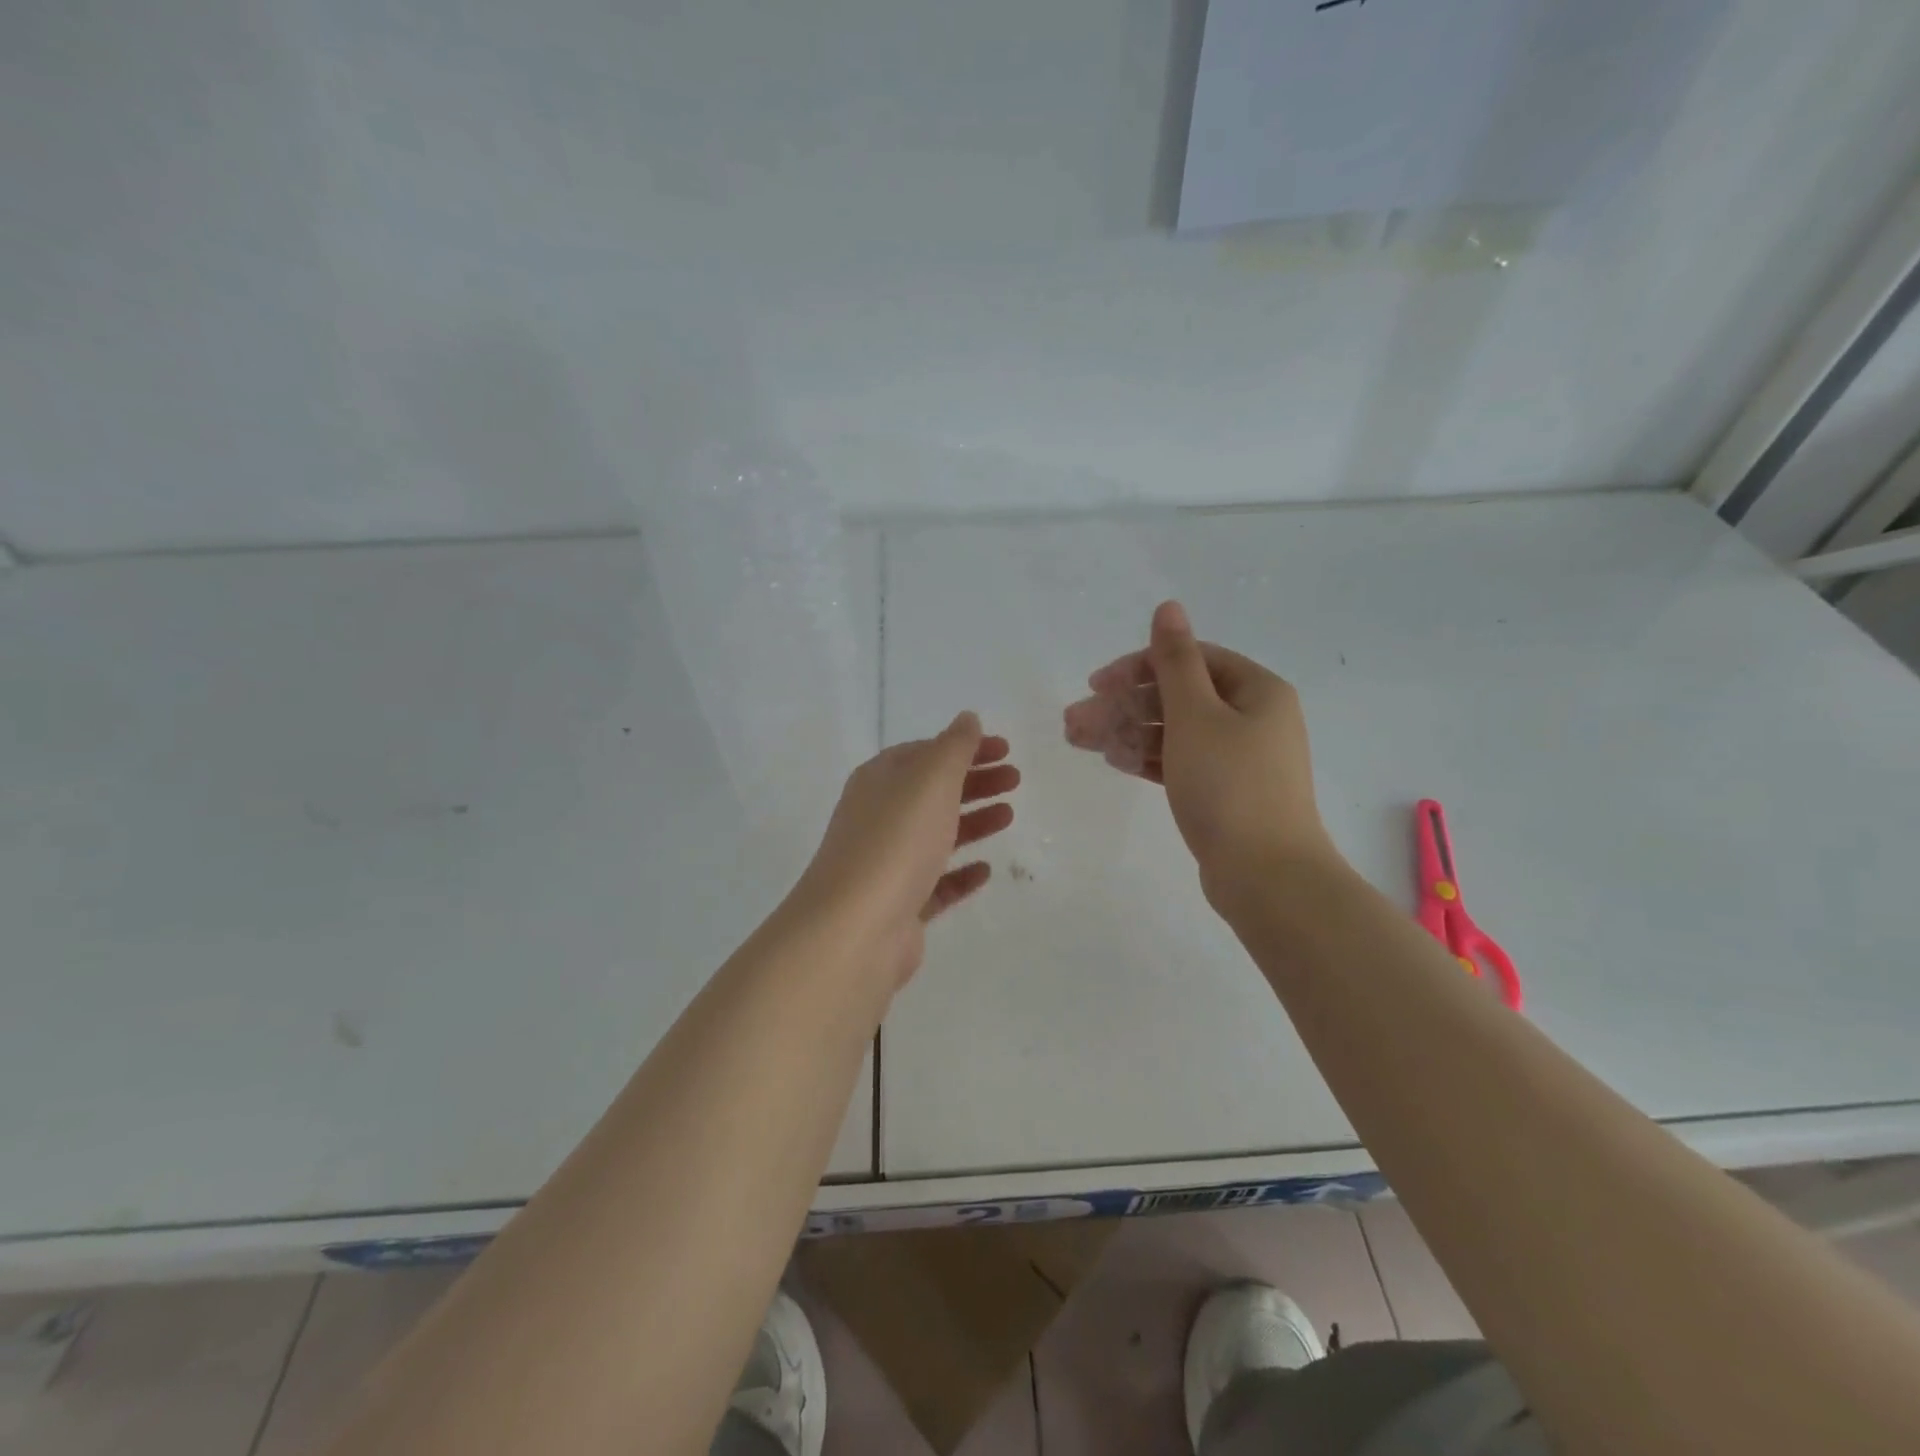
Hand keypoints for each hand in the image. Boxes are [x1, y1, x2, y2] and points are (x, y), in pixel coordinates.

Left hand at [794, 712, 1018, 985]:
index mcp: (879, 780)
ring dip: (973, 821)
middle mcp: (878, 816)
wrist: (856, 927)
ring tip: (1009, 816)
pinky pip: (935, 882)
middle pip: (932, 791)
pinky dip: (960, 873)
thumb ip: (954, 746)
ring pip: (936, 834)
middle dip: (975, 781)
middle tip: (1016, 780)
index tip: (1005, 749)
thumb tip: (967, 718)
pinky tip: (986, 870)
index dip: (965, 747)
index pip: (925, 752)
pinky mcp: (899, 905)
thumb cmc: (896, 840)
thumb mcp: (930, 779)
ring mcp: (887, 863)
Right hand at [1063, 601, 1337, 906]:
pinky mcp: (1226, 793)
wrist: (1267, 877)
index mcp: (1256, 690)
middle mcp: (1253, 718)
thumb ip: (1175, 661)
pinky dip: (1149, 758)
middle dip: (1123, 705)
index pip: (1190, 660)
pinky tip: (1114, 760)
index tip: (1096, 684)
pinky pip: (1182, 762)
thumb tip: (1169, 606)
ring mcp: (1240, 759)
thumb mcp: (1196, 714)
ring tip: (1079, 740)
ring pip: (1175, 732)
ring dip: (1128, 731)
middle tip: (1074, 720)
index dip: (1138, 666)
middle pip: (1177, 697)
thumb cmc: (1229, 785)